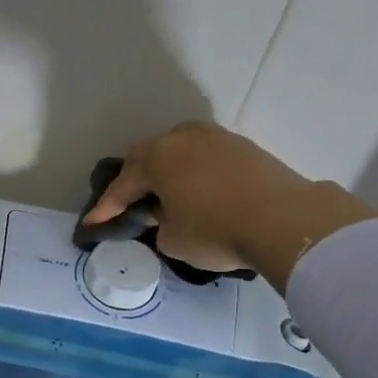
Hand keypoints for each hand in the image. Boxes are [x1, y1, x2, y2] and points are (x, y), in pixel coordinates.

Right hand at [82, 121, 377, 290]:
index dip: (106, 207)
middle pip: (149, 156)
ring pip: (180, 152)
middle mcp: (184, 138)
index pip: (123, 184)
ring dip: (168, 172)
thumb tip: (164, 215)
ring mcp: (218, 139)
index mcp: (158, 157)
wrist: (284, 220)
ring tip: (165, 195)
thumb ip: (158, 224)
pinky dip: (195, 174)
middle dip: (135, 180)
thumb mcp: (173, 239)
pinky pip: (206, 158)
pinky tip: (198, 192)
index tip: (93, 224)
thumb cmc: (216, 231)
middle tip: (128, 203)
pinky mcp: (245, 148)